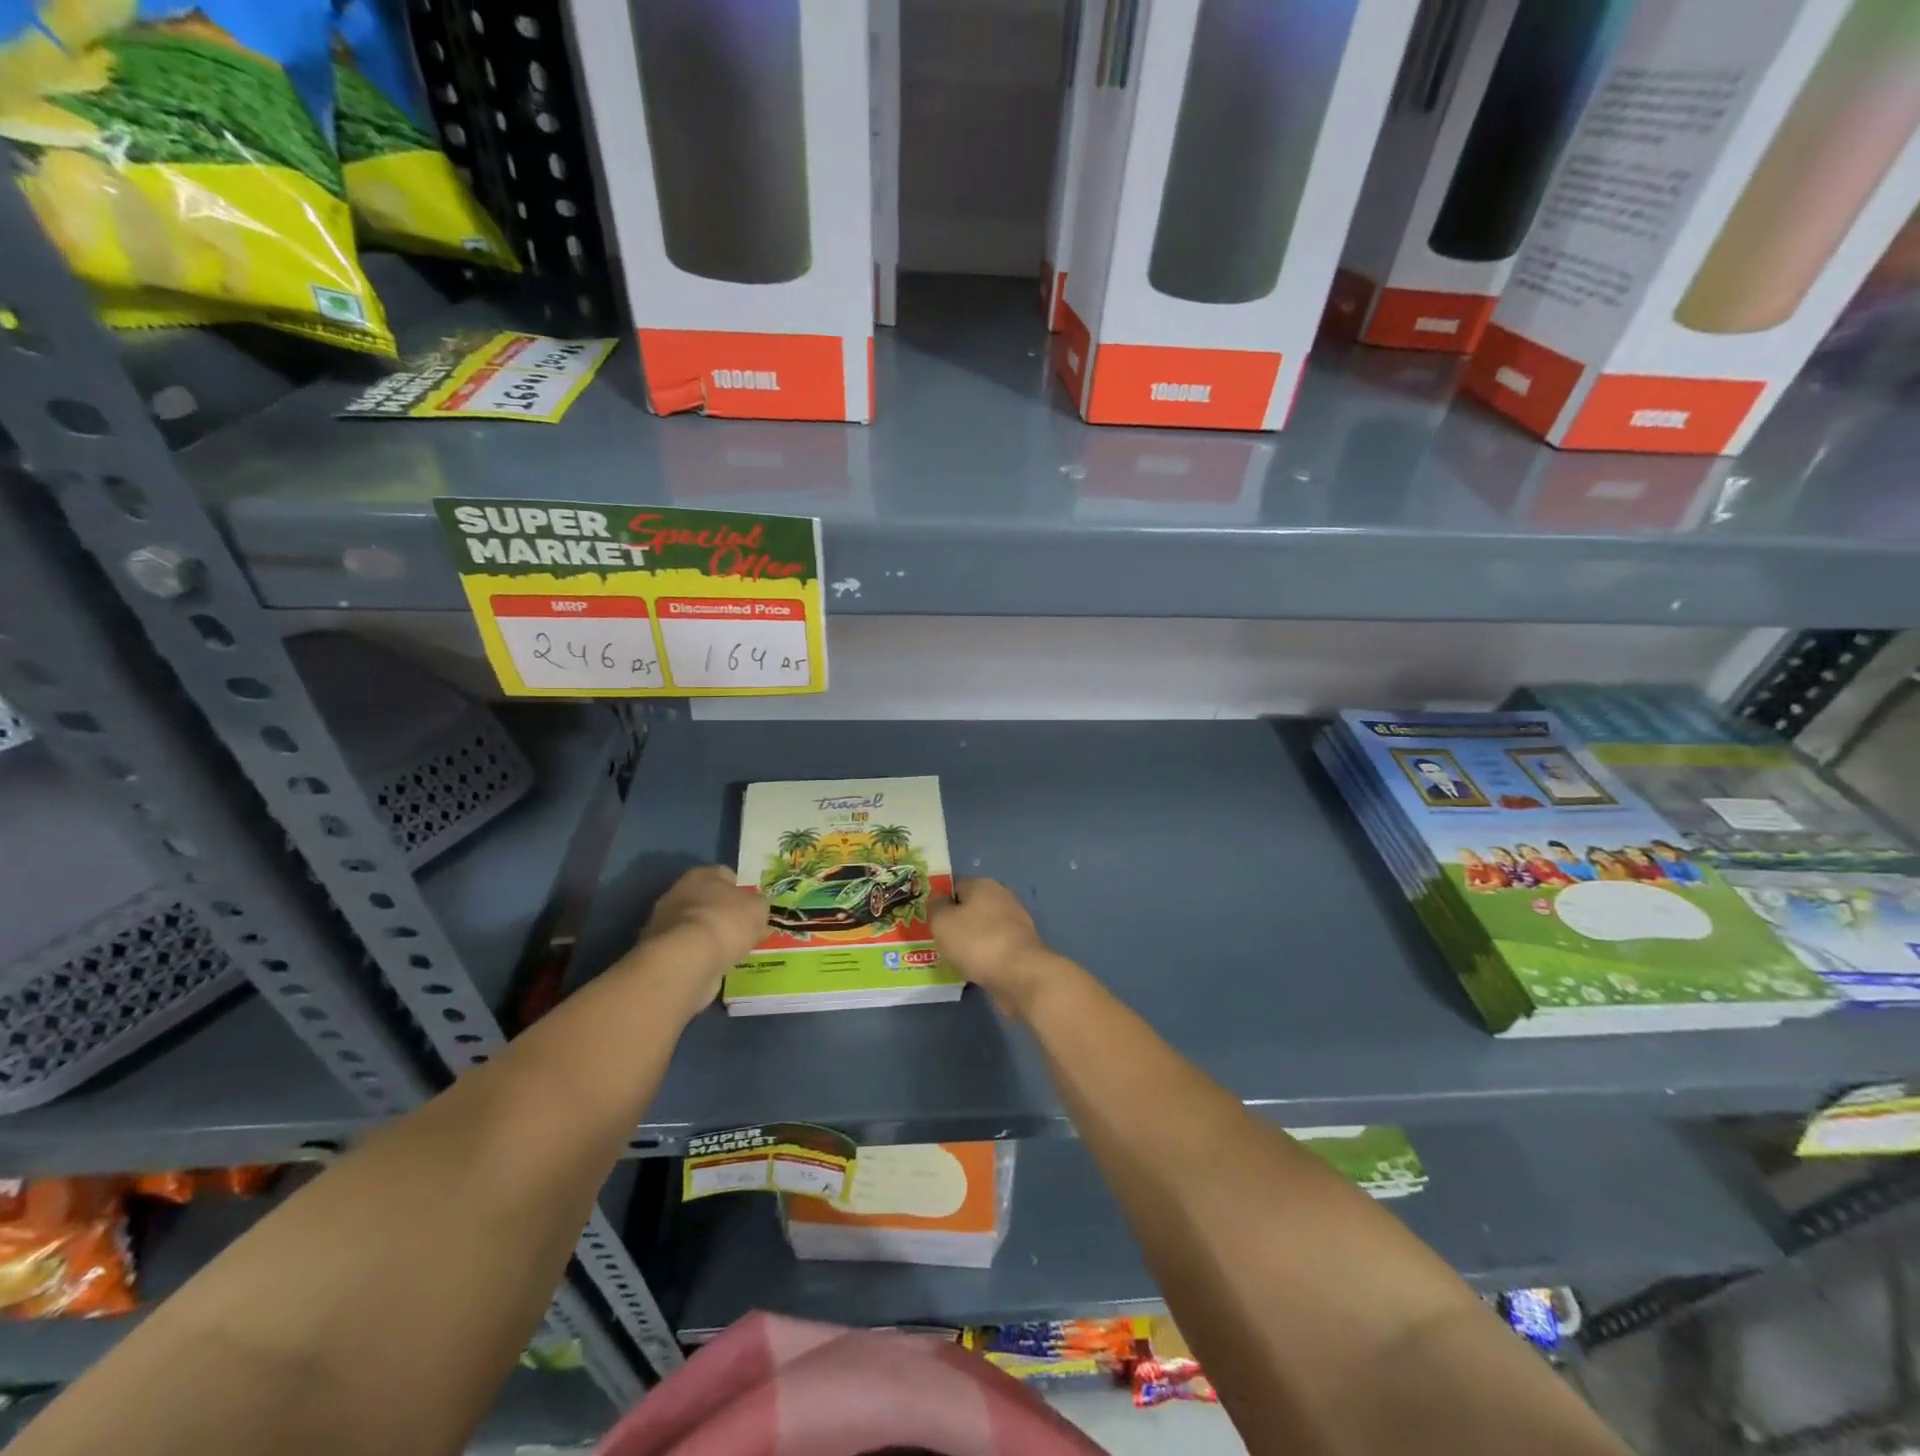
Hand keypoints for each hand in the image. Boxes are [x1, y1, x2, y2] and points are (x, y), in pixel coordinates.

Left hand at [631, 866, 767, 1018]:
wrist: (687, 960)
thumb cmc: (726, 922)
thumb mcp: (758, 909)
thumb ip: (758, 906)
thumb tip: (756, 909)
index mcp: (702, 874)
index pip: (724, 874)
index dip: (740, 889)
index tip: (752, 905)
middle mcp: (678, 892)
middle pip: (706, 899)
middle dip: (722, 912)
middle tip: (741, 929)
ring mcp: (664, 922)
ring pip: (695, 925)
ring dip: (709, 935)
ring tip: (729, 951)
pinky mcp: (660, 951)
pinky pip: (687, 949)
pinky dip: (698, 955)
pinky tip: (713, 964)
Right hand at [931, 878, 1063, 1019]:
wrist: (1020, 974)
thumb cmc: (976, 941)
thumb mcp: (942, 922)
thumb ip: (935, 907)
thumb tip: (937, 899)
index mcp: (983, 884)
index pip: (955, 886)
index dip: (940, 901)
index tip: (928, 920)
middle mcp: (1001, 898)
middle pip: (970, 907)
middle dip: (955, 922)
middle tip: (937, 940)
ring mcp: (1015, 922)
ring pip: (982, 929)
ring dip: (969, 941)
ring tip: (951, 959)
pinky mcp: (1021, 946)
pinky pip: (993, 947)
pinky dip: (983, 956)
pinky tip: (972, 970)